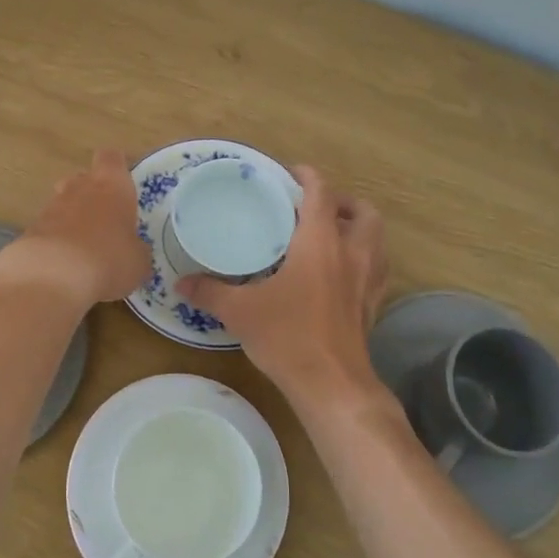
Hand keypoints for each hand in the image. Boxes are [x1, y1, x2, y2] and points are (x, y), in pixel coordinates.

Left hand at [0, 149, 150, 309]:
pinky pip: (48, 229)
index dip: (117, 167)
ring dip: (73, 219)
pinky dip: (56, 241)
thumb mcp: (138, 262)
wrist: (50, 278)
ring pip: (63, 203)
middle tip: (106, 219)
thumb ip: (136, 249)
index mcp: (111, 186)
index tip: (124, 183)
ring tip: (86, 247)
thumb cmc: (108, 260)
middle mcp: (79, 188)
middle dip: (92, 194)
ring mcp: (50, 208)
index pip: (112, 158)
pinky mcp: (30, 231)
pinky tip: (65, 265)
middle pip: (83, 178)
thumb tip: (134, 250)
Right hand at [178, 167, 388, 409]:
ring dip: (360, 229)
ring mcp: (368, 280)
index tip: (291, 173)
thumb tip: (180, 281)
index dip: (308, 177)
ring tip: (334, 235)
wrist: (332, 384)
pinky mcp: (373, 305)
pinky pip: (378, 269)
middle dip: (344, 202)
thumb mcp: (240, 311)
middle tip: (317, 208)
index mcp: (320, 243)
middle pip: (363, 212)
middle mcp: (351, 253)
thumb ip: (209, 292)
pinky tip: (345, 273)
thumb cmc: (288, 337)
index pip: (321, 194)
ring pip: (378, 239)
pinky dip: (366, 259)